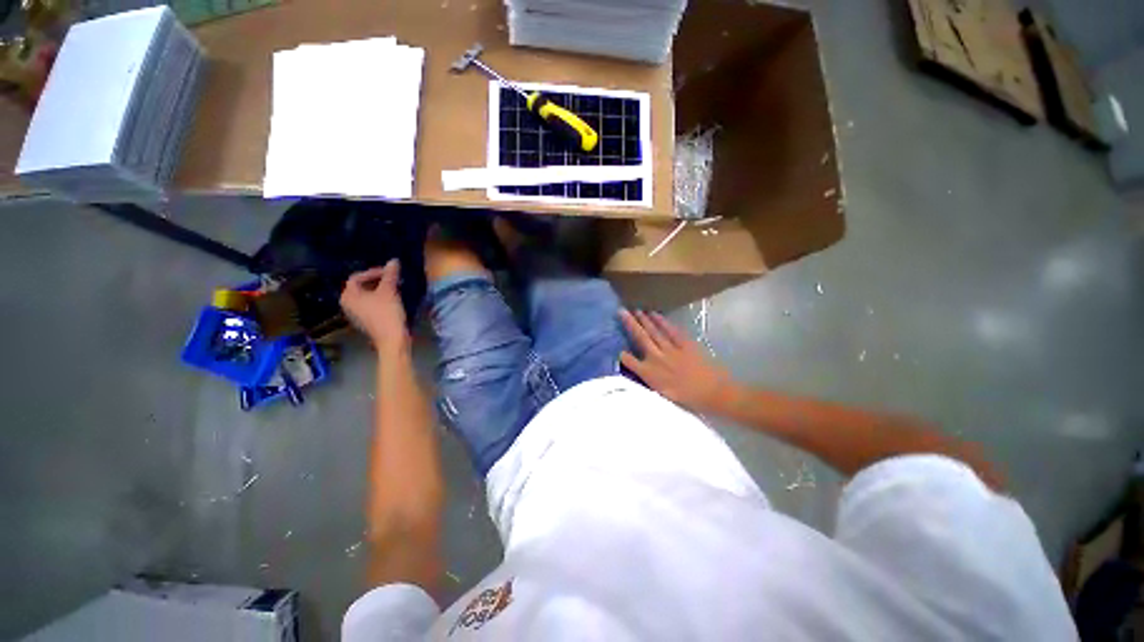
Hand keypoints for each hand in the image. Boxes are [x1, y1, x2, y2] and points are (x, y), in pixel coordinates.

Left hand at [341, 260, 408, 354]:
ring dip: (381, 289)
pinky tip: (394, 300)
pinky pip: (371, 304)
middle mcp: (348, 304)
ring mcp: (357, 314)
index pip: (357, 277)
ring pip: (368, 296)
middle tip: (393, 279)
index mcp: (349, 296)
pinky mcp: (367, 321)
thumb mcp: (389, 291)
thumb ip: (390, 275)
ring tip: (396, 288)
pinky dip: (381, 299)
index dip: (373, 272)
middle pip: (361, 286)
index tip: (389, 272)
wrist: (392, 339)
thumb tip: (394, 261)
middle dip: (378, 280)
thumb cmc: (386, 313)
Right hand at [620, 309, 736, 414]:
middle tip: (621, 311)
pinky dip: (662, 321)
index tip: (618, 350)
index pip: (628, 361)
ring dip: (644, 320)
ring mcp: (671, 349)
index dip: (622, 355)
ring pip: (653, 331)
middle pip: (640, 338)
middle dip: (629, 324)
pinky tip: (655, 314)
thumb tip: (639, 373)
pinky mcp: (685, 344)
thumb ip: (648, 383)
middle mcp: (656, 359)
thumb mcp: (663, 397)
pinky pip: (671, 330)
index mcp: (649, 375)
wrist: (714, 393)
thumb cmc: (689, 400)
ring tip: (635, 310)